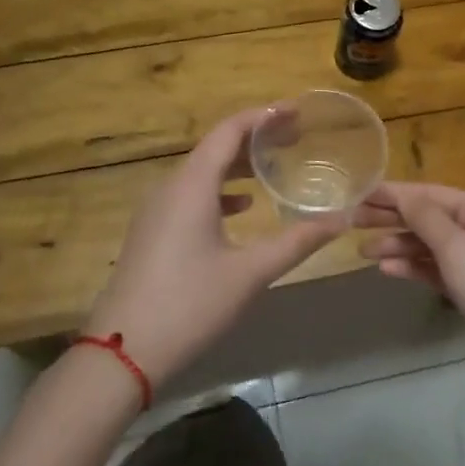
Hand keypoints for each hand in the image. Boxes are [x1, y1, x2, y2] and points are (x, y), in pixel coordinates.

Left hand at [82, 107, 343, 387]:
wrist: (123, 354)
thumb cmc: (190, 304)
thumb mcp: (250, 272)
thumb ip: (298, 241)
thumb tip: (341, 220)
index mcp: (192, 185)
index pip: (230, 131)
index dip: (264, 116)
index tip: (297, 111)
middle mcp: (170, 186)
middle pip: (215, 147)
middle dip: (256, 138)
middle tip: (295, 137)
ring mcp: (156, 209)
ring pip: (202, 171)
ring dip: (238, 164)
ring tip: (275, 166)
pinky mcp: (151, 231)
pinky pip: (190, 193)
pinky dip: (220, 189)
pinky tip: (242, 206)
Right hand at [355, 182, 464, 361]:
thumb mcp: (457, 247)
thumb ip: (425, 218)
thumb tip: (403, 194)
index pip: (431, 193)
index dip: (394, 193)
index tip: (359, 193)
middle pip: (429, 217)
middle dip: (392, 219)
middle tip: (352, 221)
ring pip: (430, 245)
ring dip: (398, 246)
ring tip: (363, 252)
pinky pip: (437, 268)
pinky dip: (413, 267)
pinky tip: (387, 270)